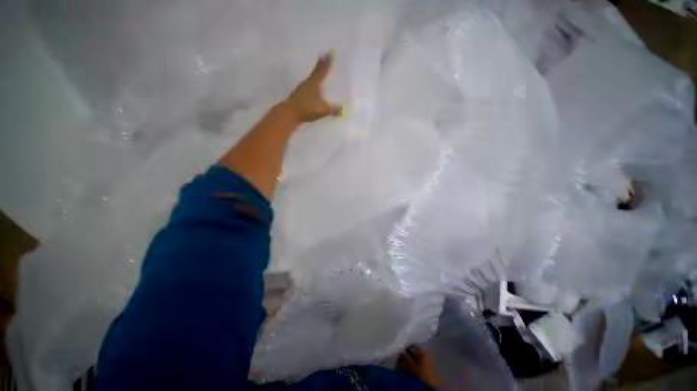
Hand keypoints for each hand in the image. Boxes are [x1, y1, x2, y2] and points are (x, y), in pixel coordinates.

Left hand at [282, 51, 341, 122]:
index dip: (326, 63)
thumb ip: (333, 110)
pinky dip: (312, 82)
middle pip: (316, 72)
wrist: (289, 114)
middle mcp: (307, 83)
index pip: (322, 71)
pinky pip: (308, 85)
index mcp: (314, 84)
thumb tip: (343, 110)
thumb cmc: (306, 109)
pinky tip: (313, 86)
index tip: (329, 53)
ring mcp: (302, 88)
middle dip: (321, 65)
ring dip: (316, 73)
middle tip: (324, 56)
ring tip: (319, 70)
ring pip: (311, 78)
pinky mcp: (299, 95)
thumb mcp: (322, 110)